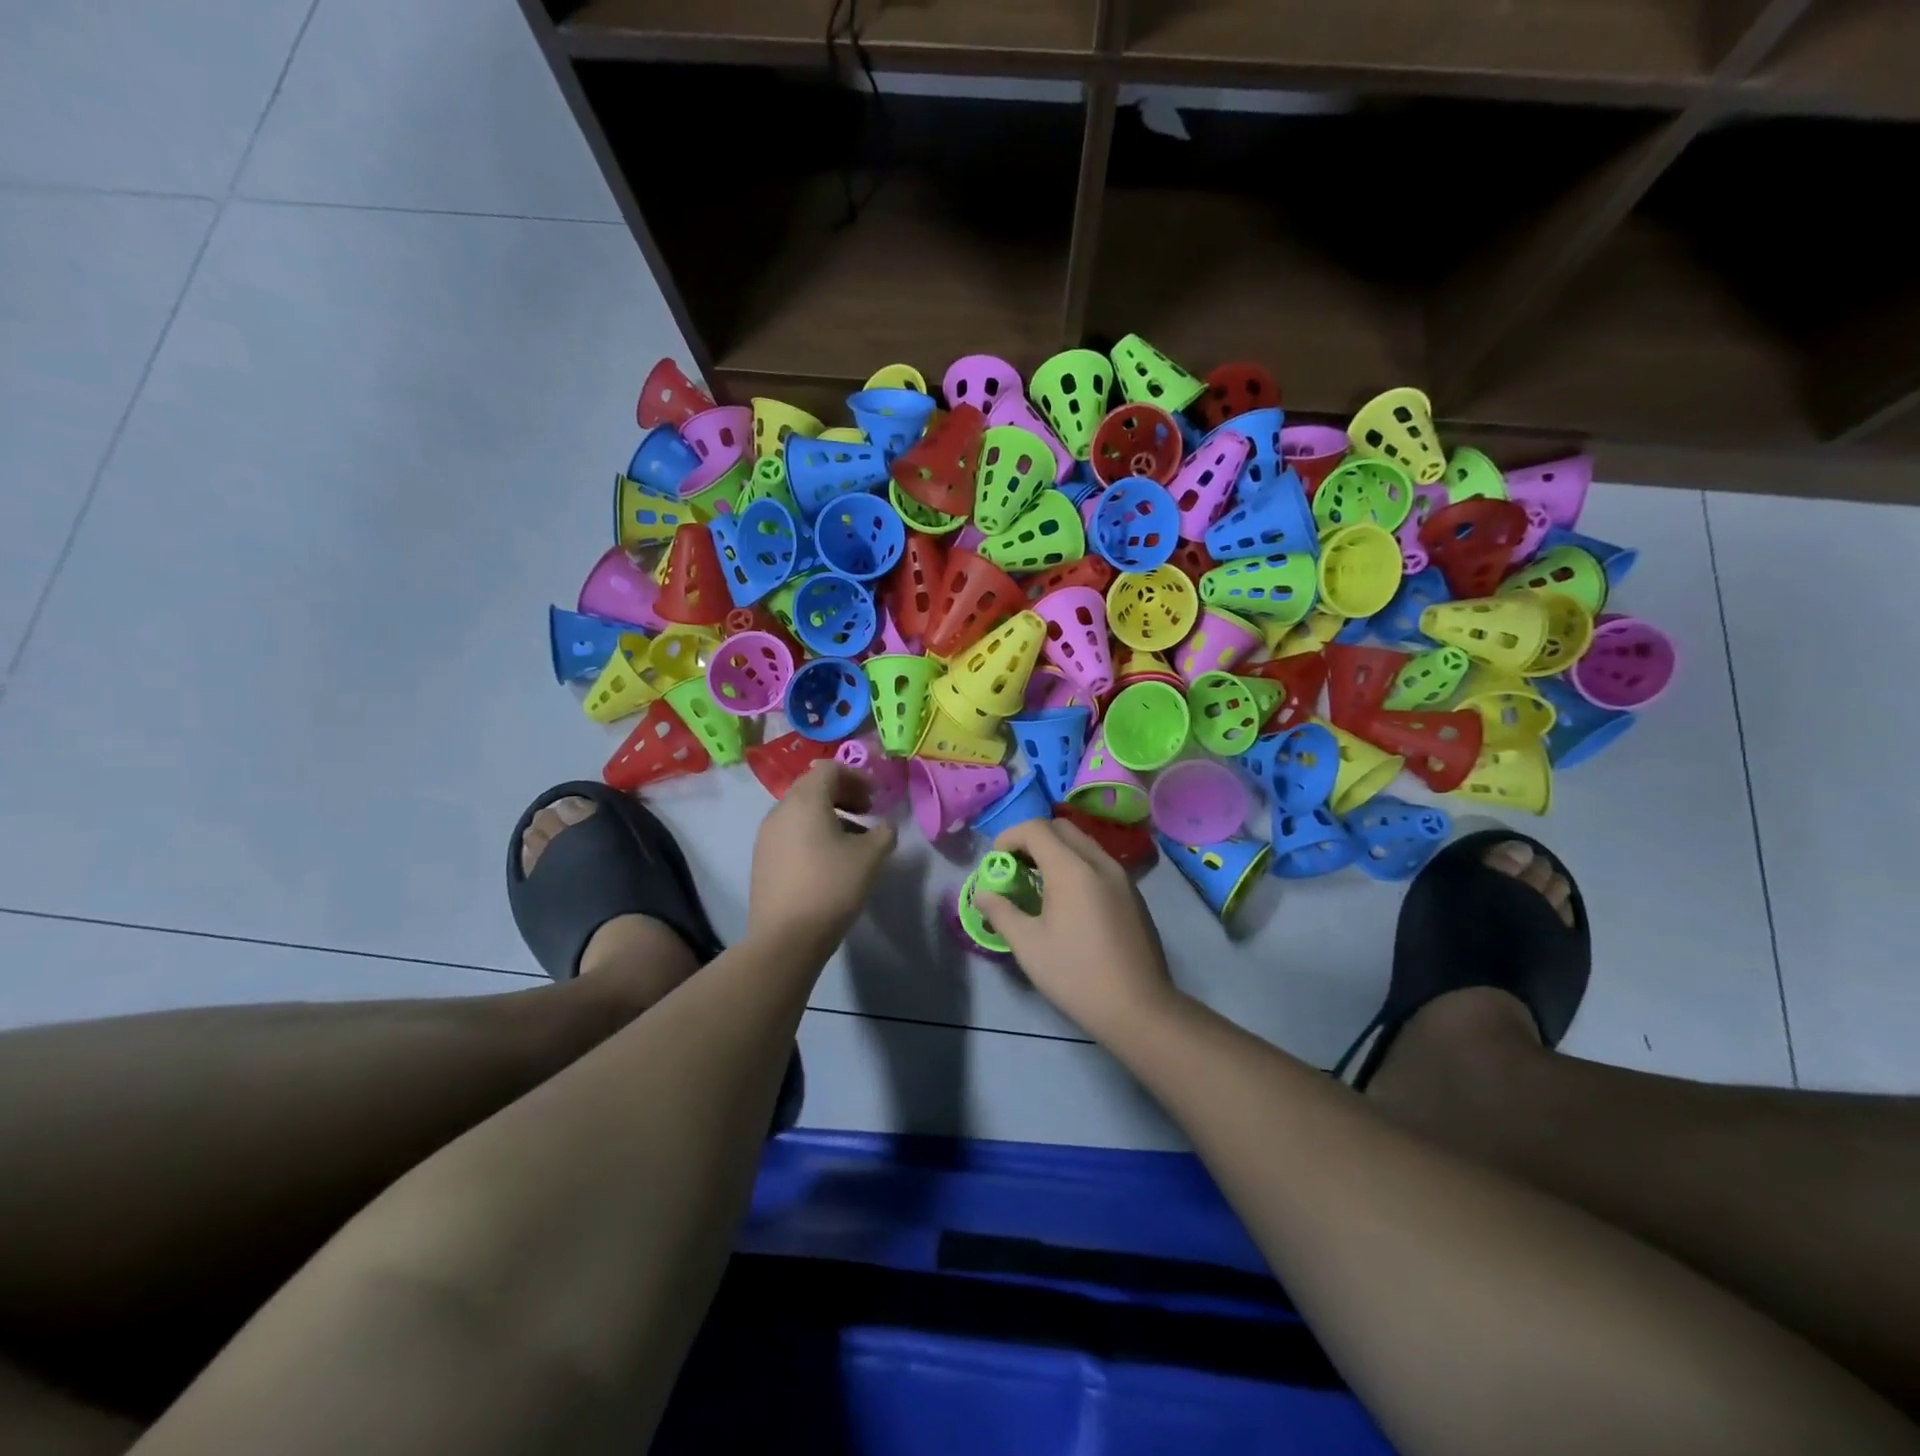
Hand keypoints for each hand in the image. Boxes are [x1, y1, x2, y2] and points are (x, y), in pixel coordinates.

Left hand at [748, 760, 897, 946]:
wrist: (785, 937)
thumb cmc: (832, 887)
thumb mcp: (871, 857)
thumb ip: (884, 832)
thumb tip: (885, 825)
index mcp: (805, 800)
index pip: (830, 768)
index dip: (857, 776)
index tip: (876, 796)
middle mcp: (780, 810)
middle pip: (813, 787)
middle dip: (844, 794)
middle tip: (868, 812)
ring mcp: (766, 835)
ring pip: (801, 811)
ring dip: (829, 815)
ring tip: (853, 840)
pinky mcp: (762, 858)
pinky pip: (790, 832)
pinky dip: (812, 833)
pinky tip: (829, 860)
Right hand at [974, 819, 1178, 1040]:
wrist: (1138, 1007)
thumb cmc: (1075, 975)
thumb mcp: (1027, 945)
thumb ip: (1001, 912)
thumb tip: (983, 894)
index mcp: (1072, 869)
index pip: (1036, 828)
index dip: (1009, 837)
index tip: (995, 861)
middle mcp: (1099, 862)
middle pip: (1061, 828)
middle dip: (1033, 839)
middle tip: (1015, 867)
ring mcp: (1121, 876)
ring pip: (1083, 843)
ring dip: (1056, 850)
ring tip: (1039, 883)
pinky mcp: (1133, 894)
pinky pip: (1099, 862)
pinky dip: (1077, 864)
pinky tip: (1068, 900)